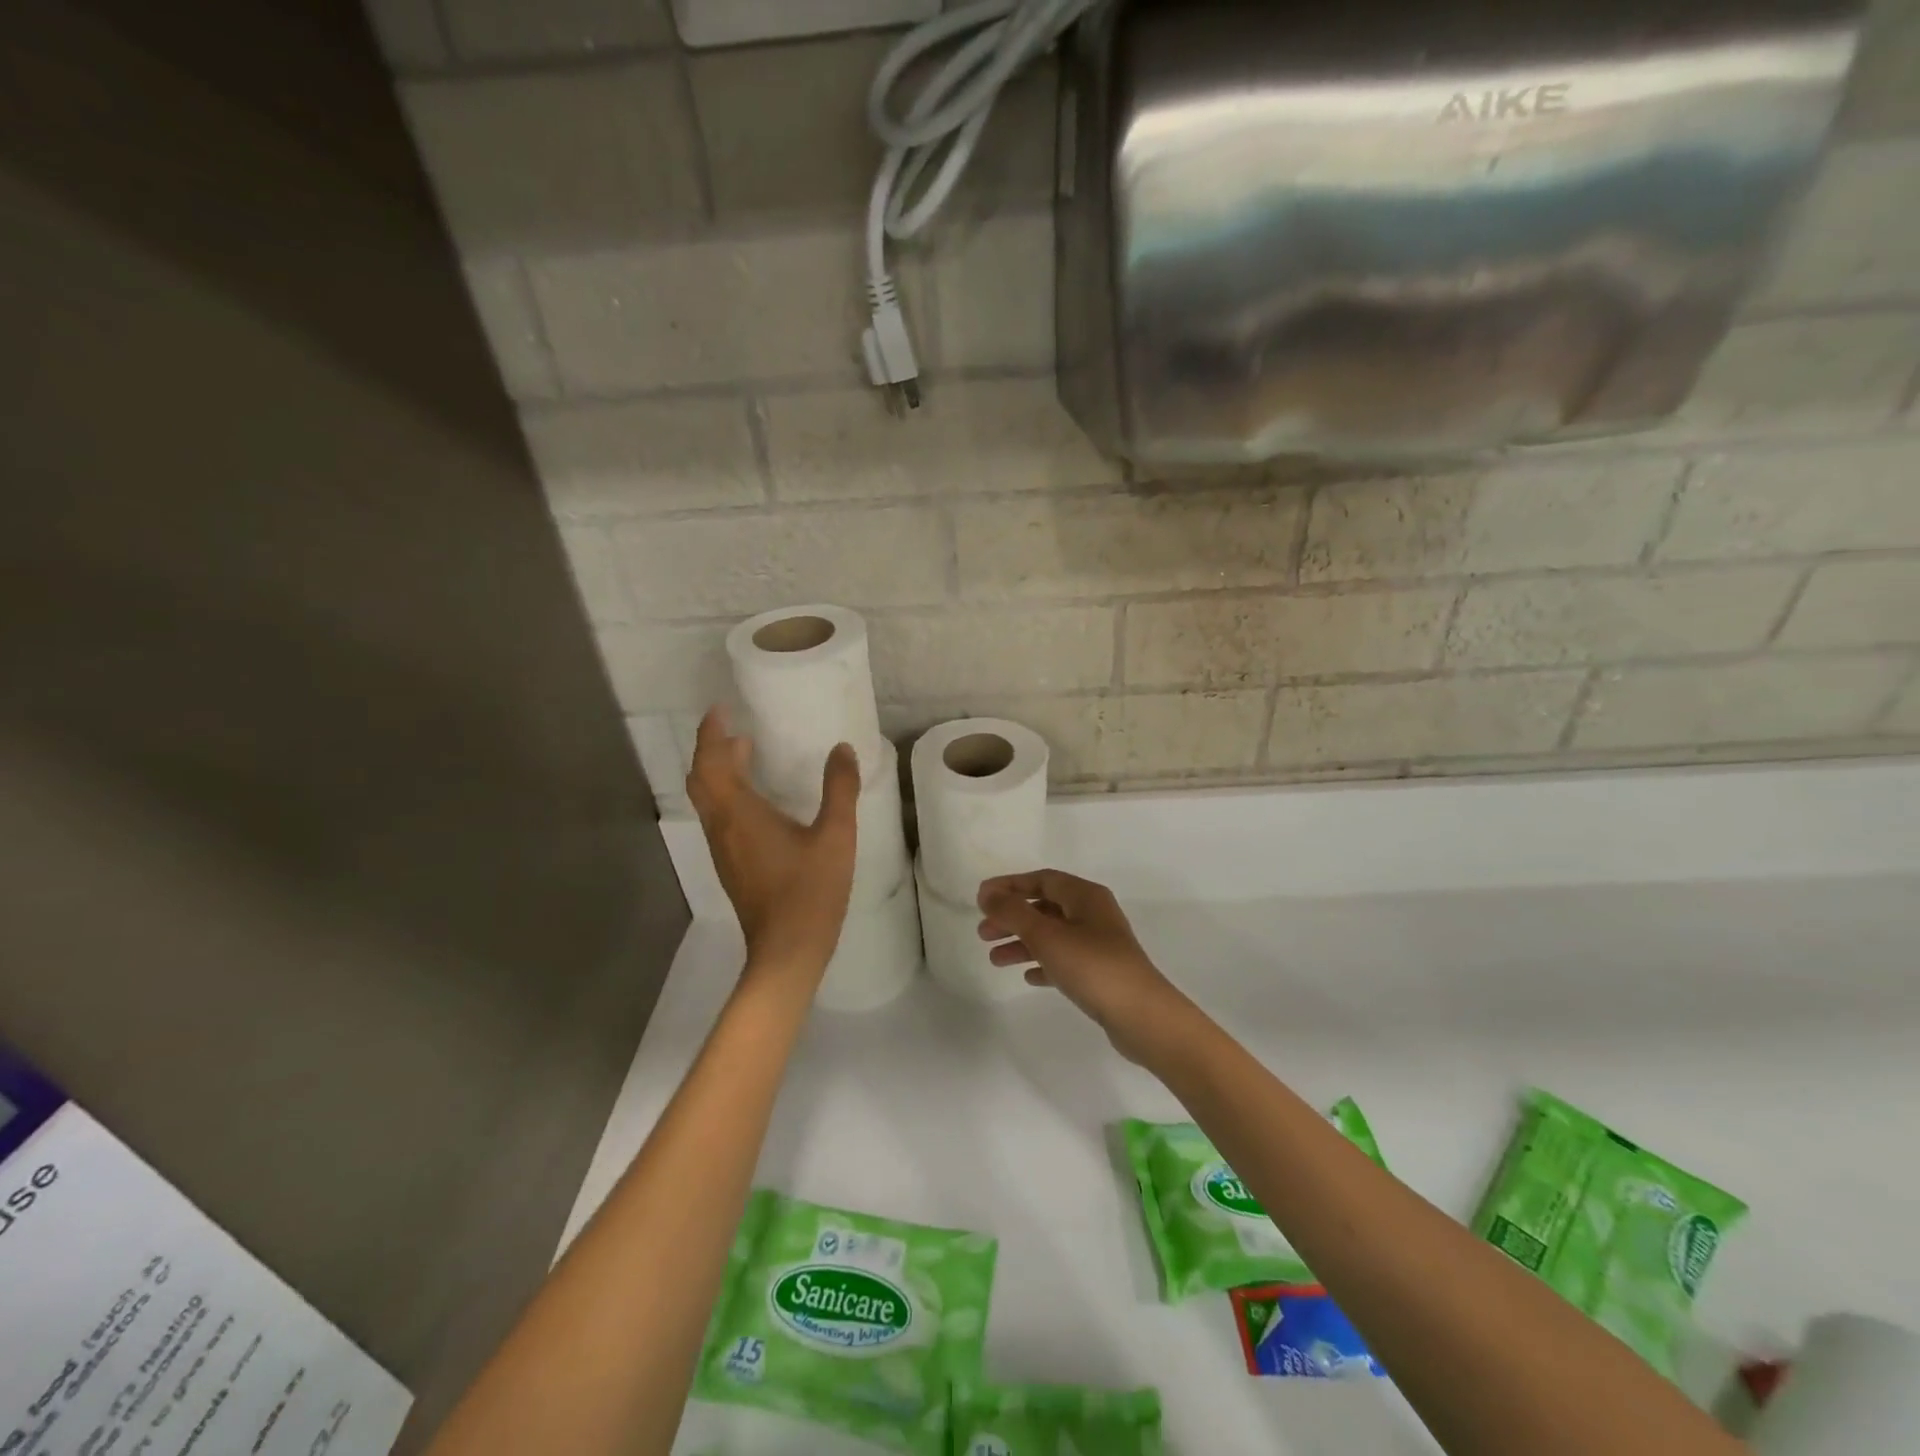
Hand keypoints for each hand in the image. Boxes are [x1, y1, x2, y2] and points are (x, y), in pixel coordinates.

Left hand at [687, 707, 859, 984]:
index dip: (711, 733)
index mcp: (740, 813)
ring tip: (745, 754)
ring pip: (707, 800)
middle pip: (701, 779)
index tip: (721, 709)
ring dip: (718, 772)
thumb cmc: (810, 890)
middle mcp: (722, 827)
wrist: (787, 950)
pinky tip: (756, 801)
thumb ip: (839, 789)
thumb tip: (842, 749)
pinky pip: (719, 817)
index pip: (712, 762)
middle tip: (735, 729)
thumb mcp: (835, 836)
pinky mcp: (732, 866)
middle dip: (712, 749)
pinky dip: (727, 795)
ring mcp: (723, 849)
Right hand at [976, 870, 1189, 1062]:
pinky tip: (1028, 976)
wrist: (1141, 1016)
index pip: (1042, 880)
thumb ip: (1013, 912)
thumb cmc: (1092, 966)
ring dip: (1022, 943)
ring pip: (1052, 935)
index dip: (1010, 886)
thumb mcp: (1046, 935)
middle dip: (1012, 918)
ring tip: (994, 960)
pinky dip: (1044, 963)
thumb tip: (987, 894)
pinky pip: (1065, 960)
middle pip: (1045, 907)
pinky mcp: (1101, 972)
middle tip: (983, 933)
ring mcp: (1099, 944)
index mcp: (1085, 896)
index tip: (981, 898)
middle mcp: (1094, 914)